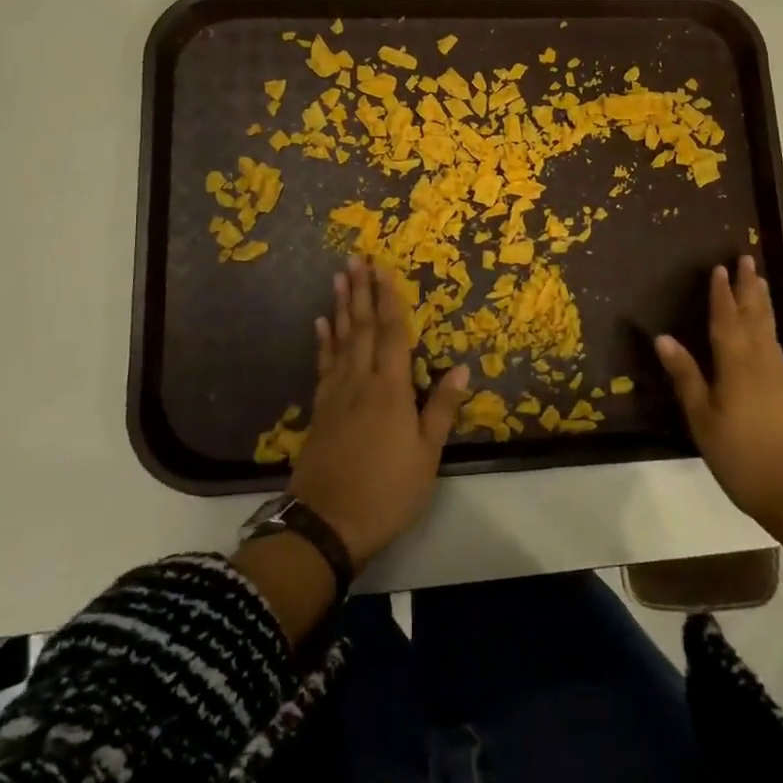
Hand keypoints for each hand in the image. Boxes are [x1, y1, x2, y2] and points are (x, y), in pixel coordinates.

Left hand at [289, 256, 470, 566]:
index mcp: (391, 390)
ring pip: (340, 340)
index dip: (389, 300)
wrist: (326, 523)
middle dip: (360, 291)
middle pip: (362, 328)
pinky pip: (323, 365)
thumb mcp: (427, 455)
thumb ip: (441, 408)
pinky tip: (321, 324)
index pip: (392, 334)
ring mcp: (336, 394)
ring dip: (340, 306)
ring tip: (338, 277)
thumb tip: (462, 366)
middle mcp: (361, 382)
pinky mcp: (320, 409)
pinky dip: (323, 341)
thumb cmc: (387, 491)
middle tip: (355, 258)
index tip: (384, 268)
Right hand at [655, 256, 782, 524]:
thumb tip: (664, 338)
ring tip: (759, 284)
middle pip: (755, 317)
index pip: (726, 320)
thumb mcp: (704, 420)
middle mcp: (762, 363)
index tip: (719, 267)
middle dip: (748, 288)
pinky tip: (766, 337)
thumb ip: (687, 377)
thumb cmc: (744, 457)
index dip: (721, 294)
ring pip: (769, 331)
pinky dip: (768, 330)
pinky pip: (776, 348)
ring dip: (761, 304)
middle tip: (747, 260)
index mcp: (737, 365)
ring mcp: (782, 379)